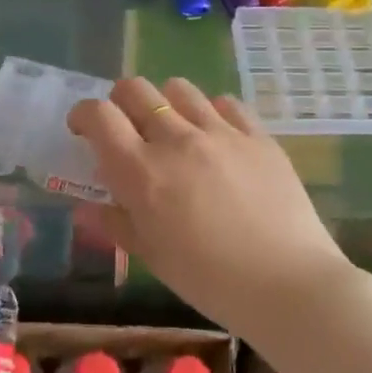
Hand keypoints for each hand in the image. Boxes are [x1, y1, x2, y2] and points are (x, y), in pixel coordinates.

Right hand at [68, 77, 350, 335]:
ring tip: (173, 129)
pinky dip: (211, 113)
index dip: (84, 114)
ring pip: (180, 88)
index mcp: (141, 171)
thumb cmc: (208, 279)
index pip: (99, 115)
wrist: (287, 283)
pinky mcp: (258, 135)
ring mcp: (221, 132)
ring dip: (165, 102)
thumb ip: (117, 223)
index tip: (84, 130)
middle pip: (136, 89)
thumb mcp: (152, 256)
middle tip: (126, 128)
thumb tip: (88, 207)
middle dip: (120, 101)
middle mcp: (176, 139)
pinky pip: (226, 103)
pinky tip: (216, 137)